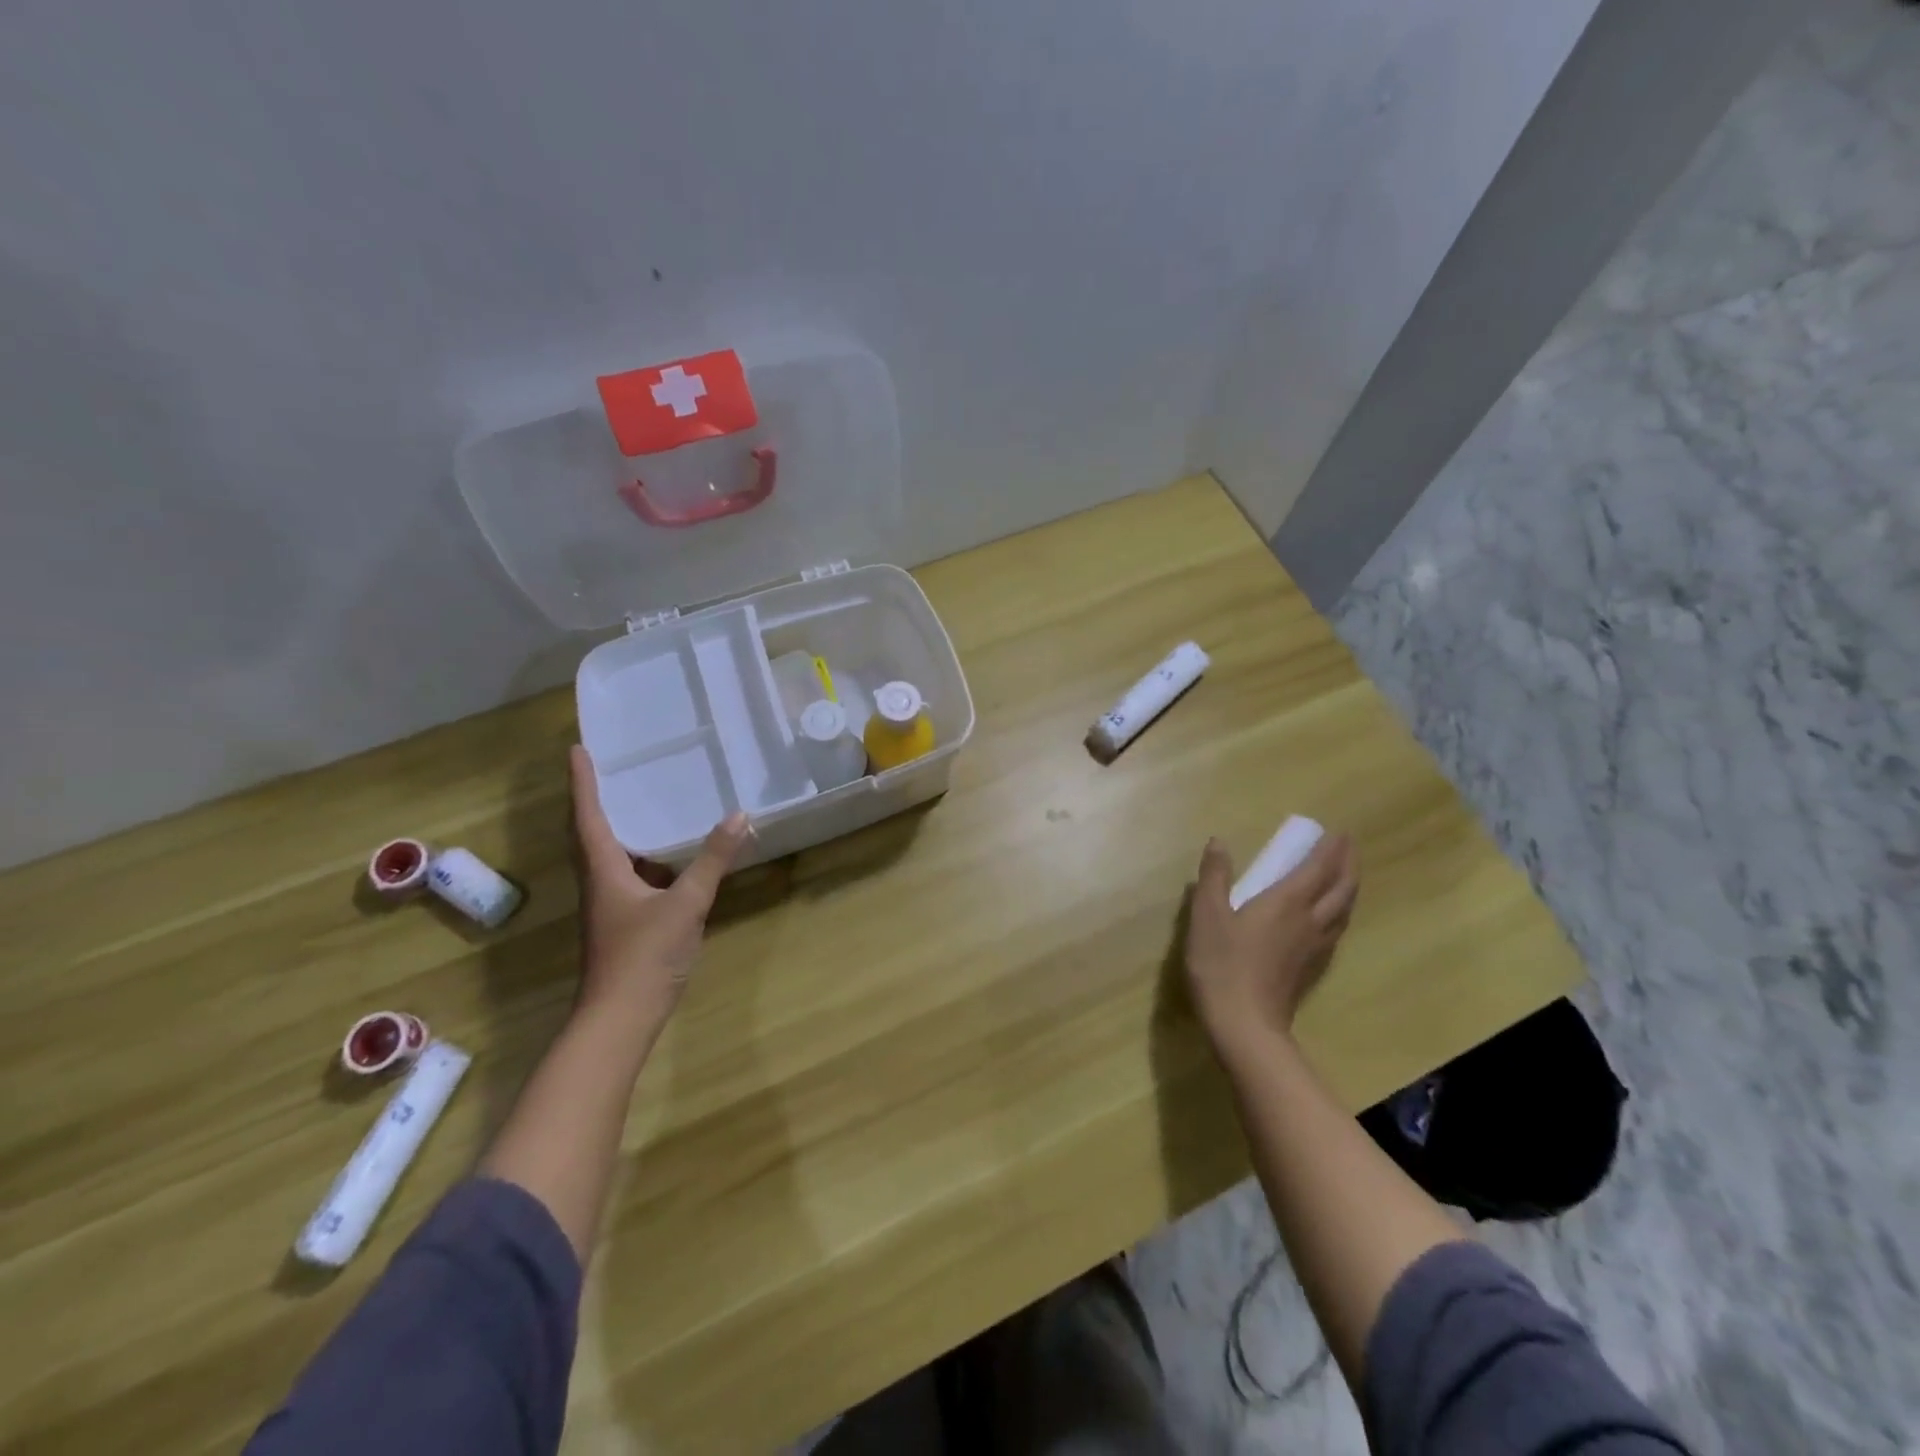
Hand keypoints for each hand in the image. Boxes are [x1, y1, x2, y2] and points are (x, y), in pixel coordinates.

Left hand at [569, 745, 751, 1024]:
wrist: (619, 1020)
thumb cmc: (644, 956)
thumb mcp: (686, 904)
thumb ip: (712, 860)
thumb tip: (739, 816)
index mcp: (604, 871)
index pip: (588, 817)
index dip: (582, 783)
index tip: (577, 750)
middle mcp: (599, 884)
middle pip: (591, 835)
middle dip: (597, 802)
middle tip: (613, 772)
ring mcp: (609, 907)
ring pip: (612, 859)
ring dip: (623, 832)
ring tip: (646, 807)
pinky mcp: (623, 925)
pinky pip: (631, 879)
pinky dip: (646, 862)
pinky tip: (671, 862)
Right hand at [1184, 831, 1359, 1055]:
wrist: (1243, 1023)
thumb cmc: (1221, 963)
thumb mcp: (1207, 915)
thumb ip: (1214, 877)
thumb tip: (1219, 843)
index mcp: (1287, 902)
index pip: (1318, 869)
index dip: (1331, 849)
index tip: (1340, 832)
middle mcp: (1309, 921)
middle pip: (1341, 889)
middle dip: (1348, 865)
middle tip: (1349, 847)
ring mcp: (1314, 947)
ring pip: (1343, 911)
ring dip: (1348, 888)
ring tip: (1345, 876)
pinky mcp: (1310, 968)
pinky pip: (1336, 930)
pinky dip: (1339, 913)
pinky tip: (1330, 918)